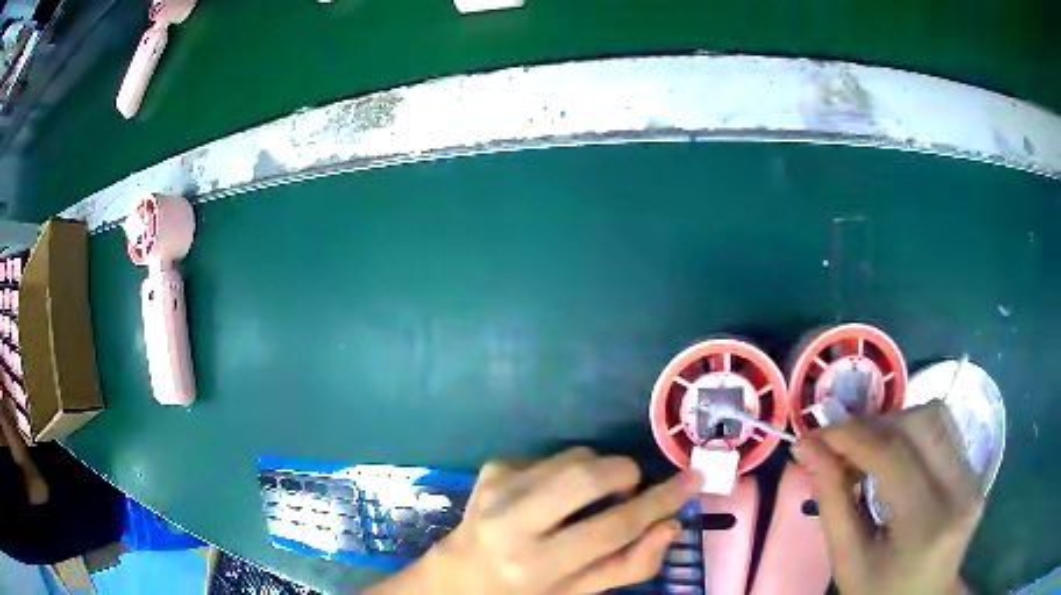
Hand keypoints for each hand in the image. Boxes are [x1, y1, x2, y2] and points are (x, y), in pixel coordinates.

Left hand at [368, 447, 702, 594]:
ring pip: (574, 456)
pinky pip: (551, 455)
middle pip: (589, 476)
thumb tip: (671, 525)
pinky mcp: (491, 469)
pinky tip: (552, 497)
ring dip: (597, 472)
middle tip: (631, 490)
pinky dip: (566, 470)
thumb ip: (630, 564)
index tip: (694, 479)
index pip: (613, 527)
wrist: (462, 573)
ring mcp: (497, 489)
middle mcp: (512, 523)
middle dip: (626, 474)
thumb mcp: (581, 593)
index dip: (661, 501)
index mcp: (537, 566)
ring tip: (588, 500)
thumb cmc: (528, 591)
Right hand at [796, 402, 982, 594]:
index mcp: (927, 524)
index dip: (850, 435)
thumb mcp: (847, 562)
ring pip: (935, 416)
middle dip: (873, 426)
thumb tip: (810, 448)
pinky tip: (894, 456)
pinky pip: (944, 430)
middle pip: (919, 423)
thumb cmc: (879, 593)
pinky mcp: (976, 470)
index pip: (892, 455)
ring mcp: (974, 476)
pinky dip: (912, 431)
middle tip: (840, 448)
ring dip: (894, 424)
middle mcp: (961, 490)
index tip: (813, 436)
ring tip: (867, 451)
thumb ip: (832, 502)